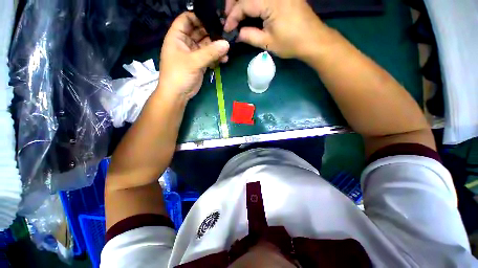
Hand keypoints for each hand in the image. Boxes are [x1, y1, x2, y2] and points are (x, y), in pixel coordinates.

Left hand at [158, 12, 229, 100]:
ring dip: (216, 47)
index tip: (214, 19)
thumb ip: (210, 52)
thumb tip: (226, 44)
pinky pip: (209, 57)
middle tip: (225, 34)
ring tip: (227, 49)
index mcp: (177, 37)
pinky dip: (216, 58)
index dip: (199, 17)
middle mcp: (185, 43)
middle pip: (199, 32)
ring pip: (206, 46)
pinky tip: (224, 59)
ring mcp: (193, 54)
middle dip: (211, 33)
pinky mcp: (199, 64)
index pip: (187, 19)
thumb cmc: (179, 74)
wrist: (178, 94)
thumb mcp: (194, 61)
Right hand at [224, 0, 328, 59]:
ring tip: (235, 13)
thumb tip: (237, 34)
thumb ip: (250, 36)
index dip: (232, 17)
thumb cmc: (291, 43)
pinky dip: (253, 2)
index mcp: (270, 2)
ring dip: (242, 1)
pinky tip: (249, 9)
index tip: (227, 29)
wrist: (313, 39)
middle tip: (227, 17)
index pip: (244, 4)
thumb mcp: (268, 42)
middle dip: (234, 4)